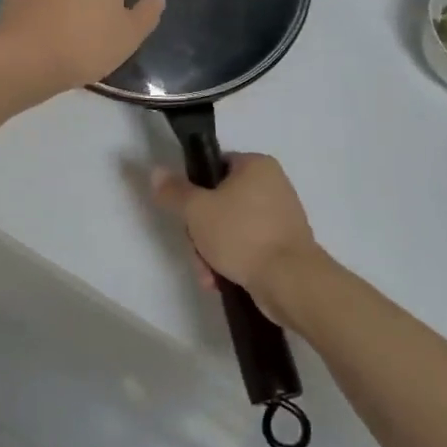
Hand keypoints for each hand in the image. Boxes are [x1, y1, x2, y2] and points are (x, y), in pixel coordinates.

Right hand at [151, 154, 326, 327]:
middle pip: (220, 201)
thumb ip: (174, 191)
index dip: (195, 190)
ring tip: (208, 274)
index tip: (186, 214)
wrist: (290, 281)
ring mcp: (281, 217)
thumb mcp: (197, 210)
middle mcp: (273, 185)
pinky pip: (249, 246)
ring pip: (232, 228)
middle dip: (202, 231)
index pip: (215, 167)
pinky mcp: (285, 245)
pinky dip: (233, 261)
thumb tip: (156, 171)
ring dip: (213, 251)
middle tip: (196, 249)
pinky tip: (221, 281)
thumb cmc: (242, 235)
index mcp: (257, 165)